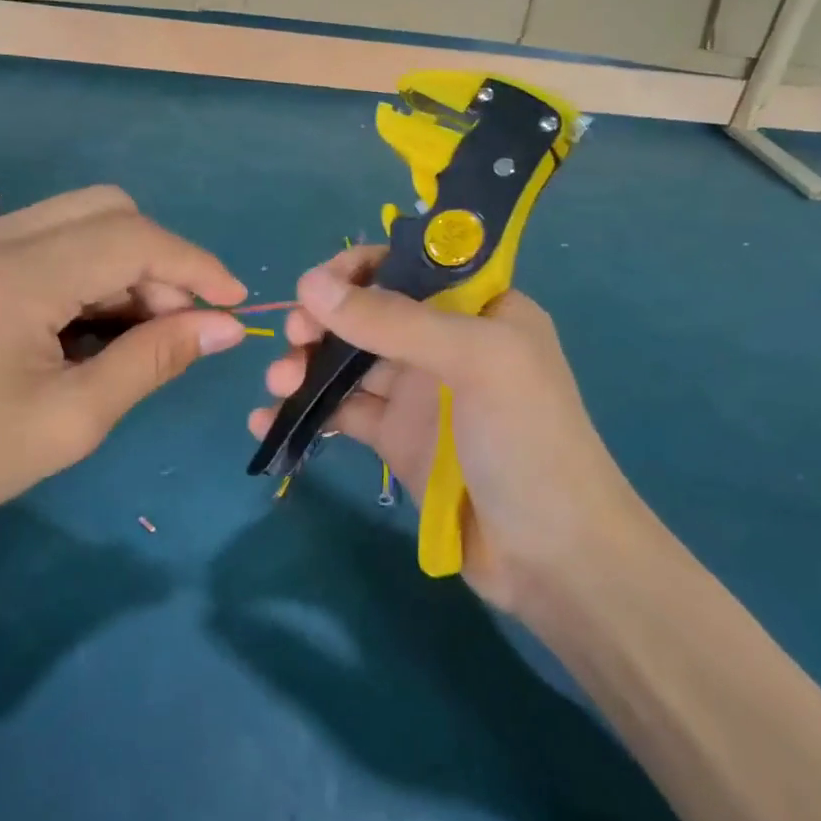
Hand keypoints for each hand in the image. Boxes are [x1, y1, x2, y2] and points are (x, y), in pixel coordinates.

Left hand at [0, 186, 246, 570]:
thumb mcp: (70, 421)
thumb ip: (153, 360)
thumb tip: (224, 327)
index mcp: (13, 275)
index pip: (133, 238)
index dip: (196, 265)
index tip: (235, 305)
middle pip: (108, 210)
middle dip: (161, 260)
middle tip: (180, 326)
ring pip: (78, 222)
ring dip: (125, 267)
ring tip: (138, 336)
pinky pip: (46, 244)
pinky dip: (86, 274)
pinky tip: (88, 329)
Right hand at [249, 247, 637, 612]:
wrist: (553, 555)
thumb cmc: (526, 439)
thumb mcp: (472, 361)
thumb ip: (393, 320)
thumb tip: (310, 283)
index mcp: (478, 308)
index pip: (410, 265)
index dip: (359, 268)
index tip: (317, 287)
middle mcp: (446, 342)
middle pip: (369, 312)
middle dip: (324, 318)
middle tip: (294, 336)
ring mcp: (419, 393)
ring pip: (348, 362)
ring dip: (306, 364)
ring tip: (277, 382)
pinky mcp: (396, 439)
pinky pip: (342, 412)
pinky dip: (306, 411)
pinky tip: (267, 419)